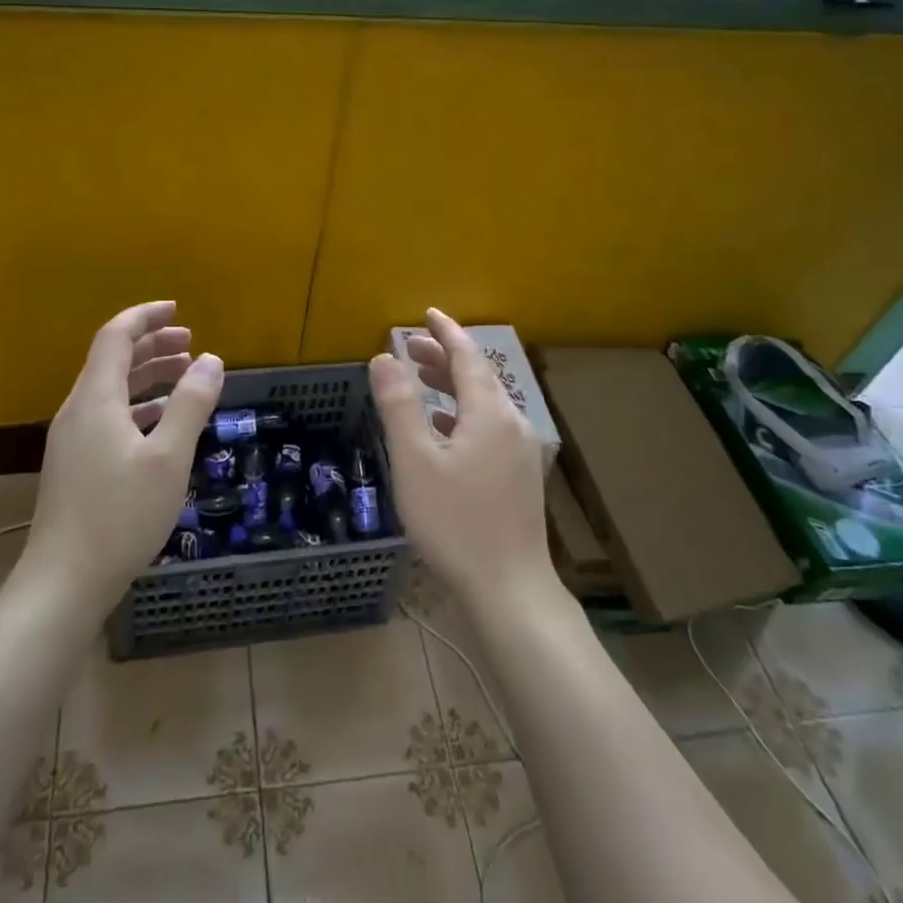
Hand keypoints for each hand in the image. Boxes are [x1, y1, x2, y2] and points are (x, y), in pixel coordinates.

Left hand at [22, 301, 224, 609]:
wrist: (63, 583)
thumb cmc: (120, 515)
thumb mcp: (168, 458)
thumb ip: (190, 404)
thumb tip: (212, 359)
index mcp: (95, 399)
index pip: (116, 337)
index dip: (145, 317)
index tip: (178, 309)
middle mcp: (78, 411)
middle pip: (113, 361)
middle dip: (152, 345)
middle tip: (190, 343)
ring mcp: (73, 440)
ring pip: (112, 391)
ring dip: (148, 377)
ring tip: (186, 376)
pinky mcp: (76, 466)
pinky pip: (109, 417)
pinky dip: (139, 407)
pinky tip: (163, 423)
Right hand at [370, 309, 552, 611]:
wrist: (510, 589)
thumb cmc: (456, 522)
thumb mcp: (415, 461)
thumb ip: (399, 406)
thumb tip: (383, 358)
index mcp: (489, 412)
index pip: (468, 356)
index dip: (445, 332)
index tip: (426, 314)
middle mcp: (511, 423)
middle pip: (478, 376)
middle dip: (444, 357)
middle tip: (410, 347)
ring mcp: (519, 451)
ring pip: (484, 402)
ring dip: (453, 385)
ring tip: (421, 380)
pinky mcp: (519, 475)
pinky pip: (489, 426)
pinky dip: (463, 414)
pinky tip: (443, 429)